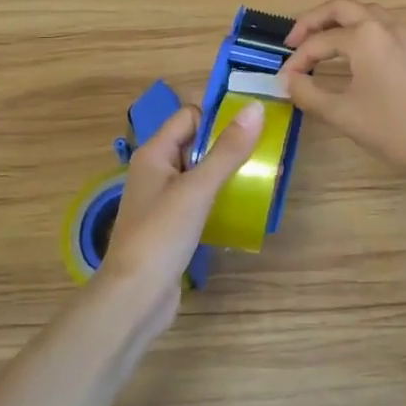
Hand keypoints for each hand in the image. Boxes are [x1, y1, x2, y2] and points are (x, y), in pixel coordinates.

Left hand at [99, 101, 264, 303]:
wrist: (135, 298)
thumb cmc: (162, 235)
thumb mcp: (198, 188)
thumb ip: (228, 149)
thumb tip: (255, 107)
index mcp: (154, 153)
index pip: (190, 116)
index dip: (220, 113)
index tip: (256, 118)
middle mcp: (156, 170)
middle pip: (197, 142)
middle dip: (230, 142)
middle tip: (269, 145)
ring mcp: (164, 199)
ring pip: (201, 172)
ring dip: (230, 170)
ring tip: (266, 172)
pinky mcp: (173, 225)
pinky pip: (201, 198)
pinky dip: (222, 195)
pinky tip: (246, 203)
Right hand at [278, 0, 405, 178]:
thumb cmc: (392, 129)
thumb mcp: (342, 113)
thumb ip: (308, 93)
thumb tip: (287, 80)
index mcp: (365, 37)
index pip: (319, 42)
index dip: (297, 60)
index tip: (284, 80)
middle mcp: (388, 26)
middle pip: (343, 7)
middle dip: (315, 20)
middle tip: (296, 41)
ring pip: (371, 14)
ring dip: (344, 22)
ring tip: (328, 43)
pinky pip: (392, 32)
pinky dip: (370, 35)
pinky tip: (366, 60)